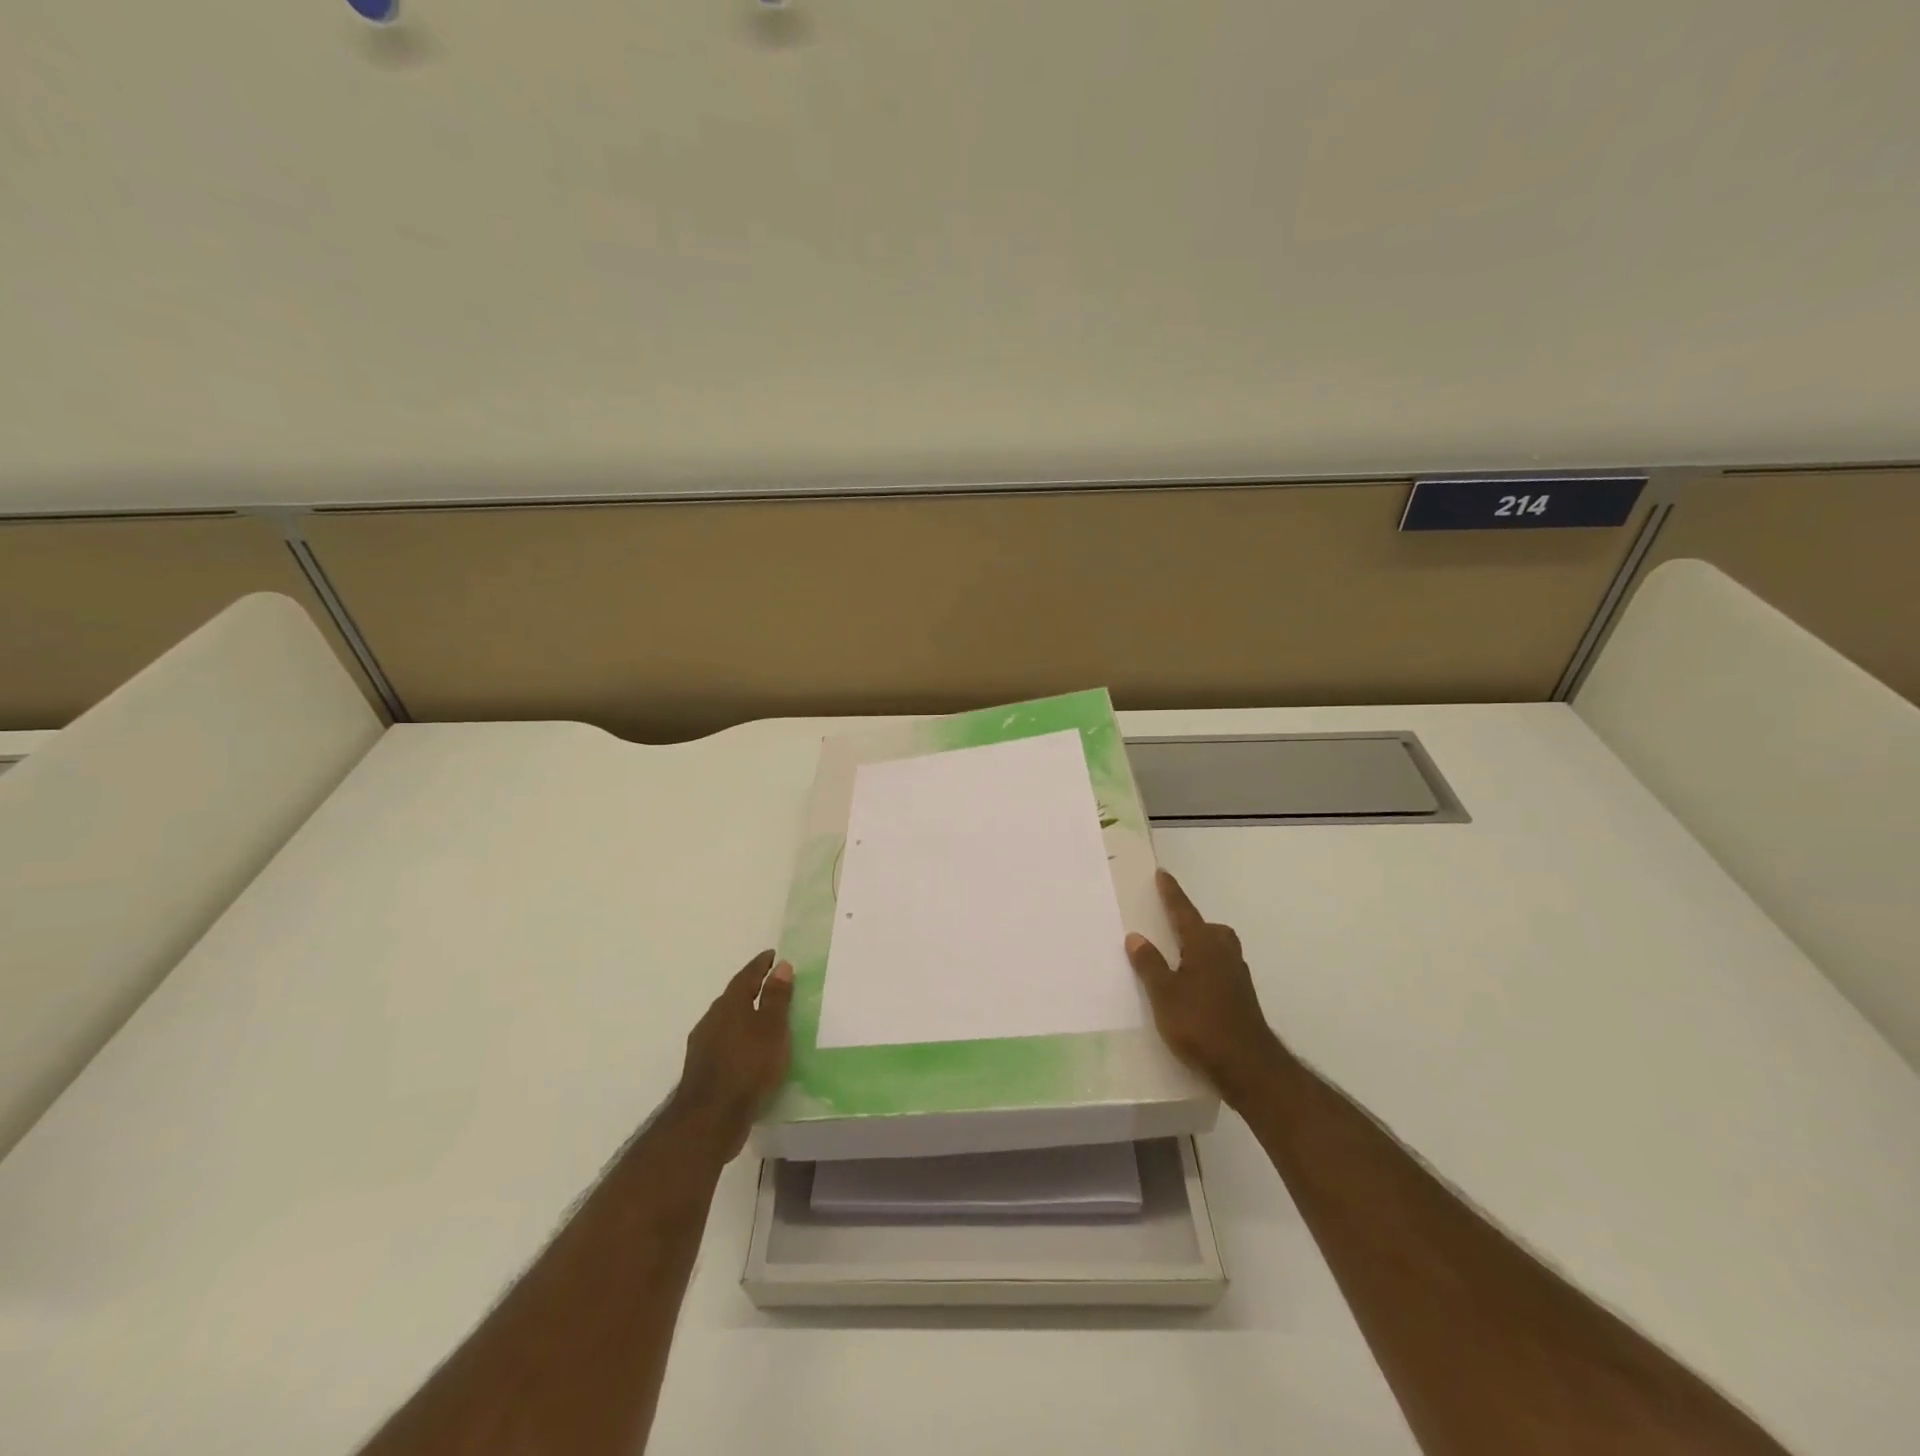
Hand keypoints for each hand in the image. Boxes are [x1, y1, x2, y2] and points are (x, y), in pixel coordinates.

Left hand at [669, 951, 793, 1159]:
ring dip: (743, 1017)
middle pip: (733, 997)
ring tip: (762, 1020)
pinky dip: (738, 1040)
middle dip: (750, 990)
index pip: (746, 976)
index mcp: (730, 1005)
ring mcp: (703, 1046)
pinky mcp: (702, 1070)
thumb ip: (776, 998)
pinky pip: (724, 1044)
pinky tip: (749, 1052)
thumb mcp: (772, 1028)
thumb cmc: (748, 1066)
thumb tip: (781, 965)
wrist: (710, 1119)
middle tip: (770, 985)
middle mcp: (712, 1019)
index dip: (760, 965)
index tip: (772, 955)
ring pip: (726, 1022)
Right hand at [1126, 871, 1284, 1109]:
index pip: (1184, 912)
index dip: (1171, 893)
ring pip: (1219, 950)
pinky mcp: (1242, 999)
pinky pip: (1221, 970)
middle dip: (1193, 923)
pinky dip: (1206, 969)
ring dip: (1201, 947)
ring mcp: (1237, 978)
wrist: (1247, 1067)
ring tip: (1179, 958)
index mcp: (1204, 946)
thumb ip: (1150, 965)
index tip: (1163, 874)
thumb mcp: (1164, 995)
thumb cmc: (1200, 1024)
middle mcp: (1224, 955)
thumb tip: (1136, 936)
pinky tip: (1194, 987)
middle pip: (1210, 929)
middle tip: (1172, 925)